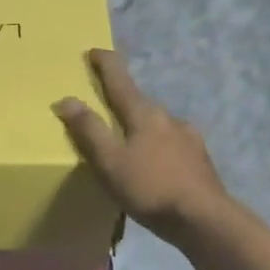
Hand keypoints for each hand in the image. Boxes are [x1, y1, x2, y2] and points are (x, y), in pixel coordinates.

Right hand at [55, 49, 229, 245]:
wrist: (203, 218)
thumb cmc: (151, 188)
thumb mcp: (110, 162)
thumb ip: (88, 130)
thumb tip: (66, 99)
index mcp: (144, 114)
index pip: (120, 80)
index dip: (105, 64)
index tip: (94, 51)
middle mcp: (168, 117)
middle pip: (139, 102)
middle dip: (121, 101)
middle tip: (103, 109)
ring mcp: (188, 137)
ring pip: (157, 125)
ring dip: (140, 127)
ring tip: (127, 144)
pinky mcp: (198, 159)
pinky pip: (170, 144)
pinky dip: (156, 148)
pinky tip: (153, 166)